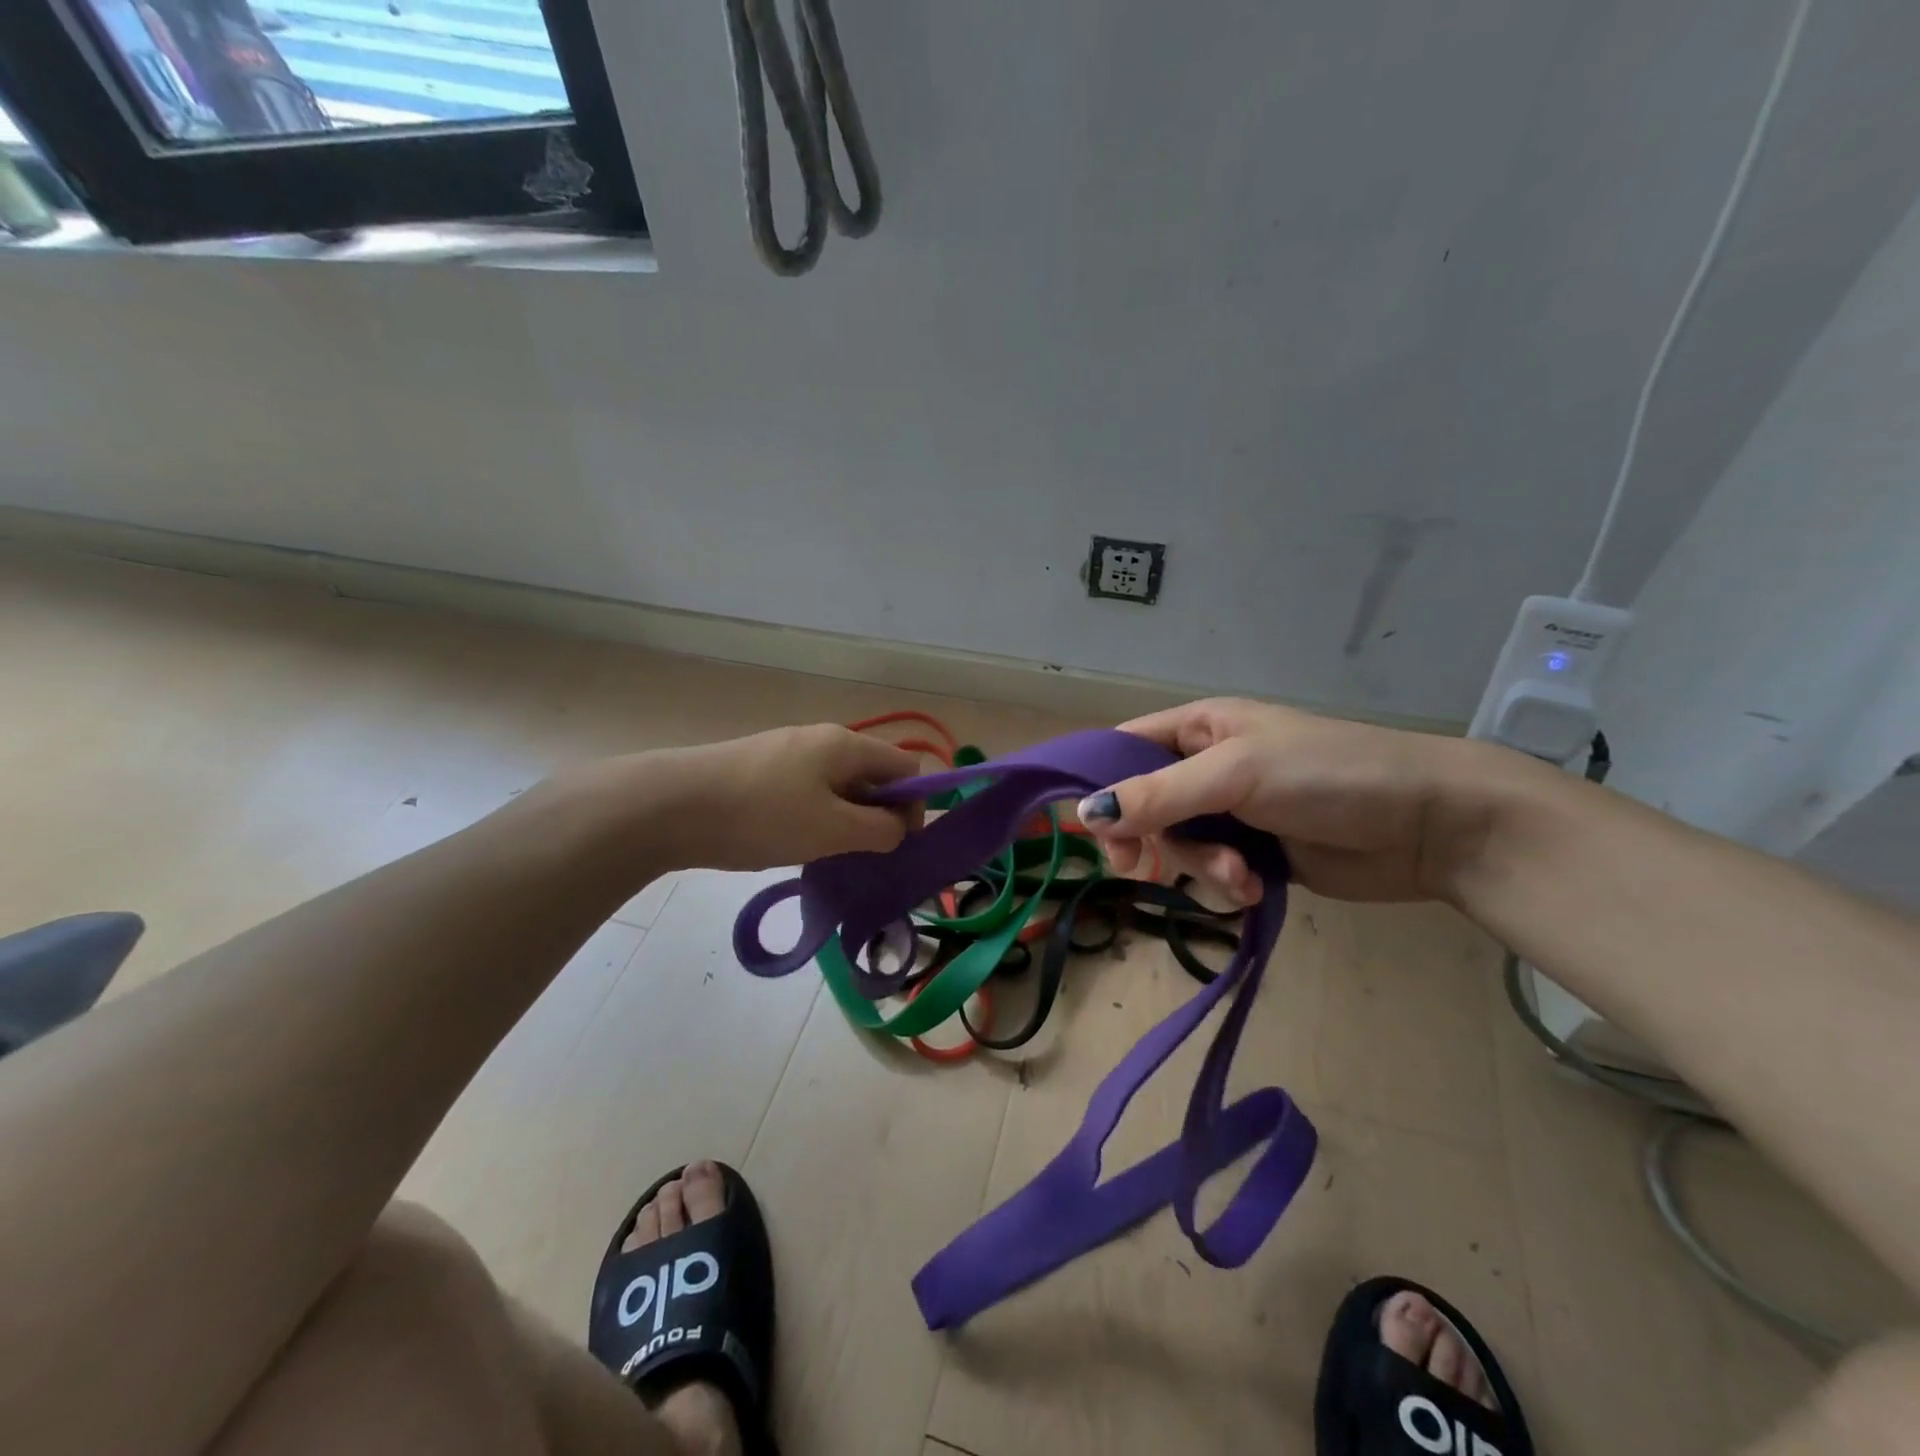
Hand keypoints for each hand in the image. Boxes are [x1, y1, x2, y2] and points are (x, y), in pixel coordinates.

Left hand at [638, 724, 923, 870]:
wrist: (671, 806)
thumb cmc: (762, 816)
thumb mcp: (832, 830)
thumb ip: (879, 830)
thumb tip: (899, 828)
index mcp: (846, 745)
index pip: (906, 768)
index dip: (913, 806)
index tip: (896, 845)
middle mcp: (821, 739)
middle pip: (871, 776)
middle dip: (876, 816)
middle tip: (860, 856)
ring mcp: (787, 752)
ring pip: (837, 787)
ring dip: (843, 820)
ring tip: (823, 855)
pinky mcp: (760, 769)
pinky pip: (806, 792)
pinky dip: (813, 817)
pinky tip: (790, 843)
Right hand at [1076, 698, 1513, 904]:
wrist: (1429, 824)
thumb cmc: (1328, 774)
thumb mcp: (1236, 774)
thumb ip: (1158, 795)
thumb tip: (1083, 816)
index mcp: (1200, 728)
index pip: (1124, 748)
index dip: (1098, 783)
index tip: (1087, 828)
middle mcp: (1208, 767)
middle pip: (1143, 806)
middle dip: (1151, 839)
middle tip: (1143, 868)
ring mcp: (1233, 812)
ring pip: (1178, 845)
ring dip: (1198, 867)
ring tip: (1238, 877)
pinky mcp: (1257, 853)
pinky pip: (1213, 872)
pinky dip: (1225, 884)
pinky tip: (1254, 889)